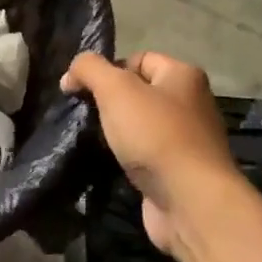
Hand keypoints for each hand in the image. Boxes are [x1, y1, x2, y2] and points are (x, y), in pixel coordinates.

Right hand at [62, 52, 242, 257]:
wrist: (190, 201)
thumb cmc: (154, 135)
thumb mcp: (115, 89)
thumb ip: (89, 69)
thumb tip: (70, 74)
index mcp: (183, 76)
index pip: (138, 59)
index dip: (109, 70)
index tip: (84, 90)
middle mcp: (191, 103)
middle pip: (139, 92)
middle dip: (110, 102)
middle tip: (86, 115)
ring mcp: (187, 139)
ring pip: (140, 125)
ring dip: (117, 132)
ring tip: (95, 140)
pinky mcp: (179, 170)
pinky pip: (145, 153)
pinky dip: (127, 157)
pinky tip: (112, 163)